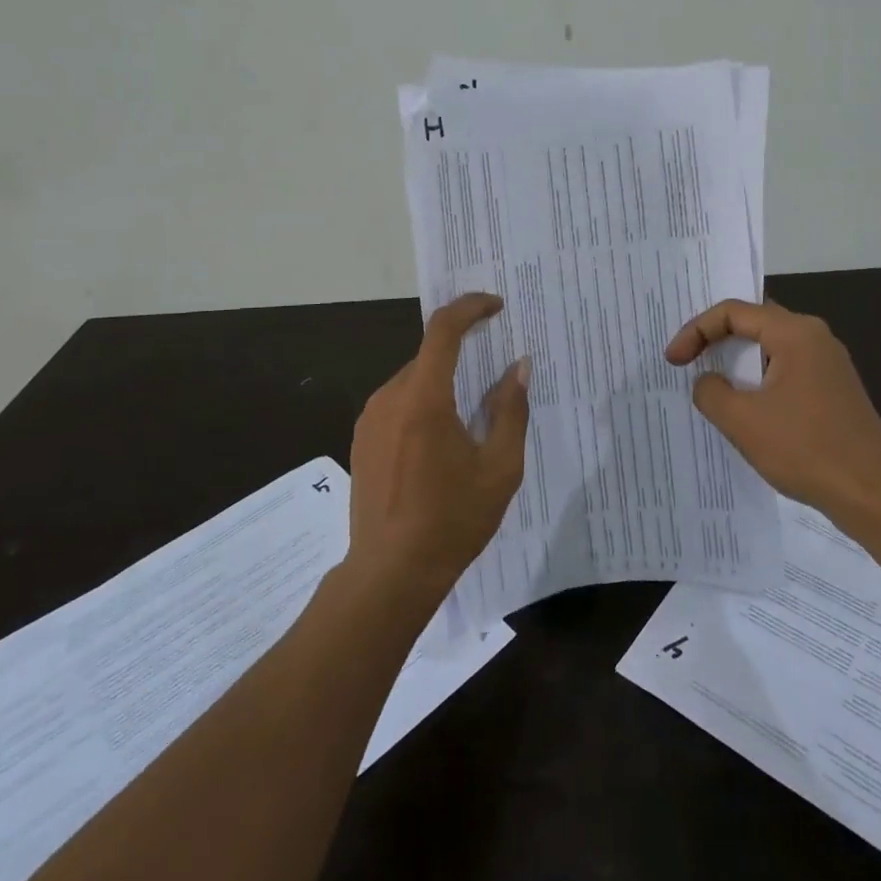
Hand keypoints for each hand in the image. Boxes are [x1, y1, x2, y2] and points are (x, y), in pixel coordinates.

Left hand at [345, 292, 530, 606]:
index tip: (497, 307)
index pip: (443, 329)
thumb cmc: (452, 521)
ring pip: (415, 380)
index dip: (470, 307)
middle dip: (464, 353)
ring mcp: (370, 417)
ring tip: (472, 415)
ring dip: (444, 382)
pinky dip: (425, 403)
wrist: (389, 573)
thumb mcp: (499, 469)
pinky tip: (441, 442)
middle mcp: (390, 397)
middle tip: (496, 370)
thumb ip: (511, 410)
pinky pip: (399, 403)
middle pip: (430, 356)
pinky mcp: (362, 437)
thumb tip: (518, 367)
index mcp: (424, 399)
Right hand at [665, 299, 880, 516]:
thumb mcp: (742, 421)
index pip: (733, 312)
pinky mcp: (832, 390)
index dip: (696, 330)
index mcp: (795, 333)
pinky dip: (757, 379)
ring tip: (707, 379)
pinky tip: (743, 405)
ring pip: (769, 347)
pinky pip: (784, 369)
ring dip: (736, 361)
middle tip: (685, 356)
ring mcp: (828, 365)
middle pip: (753, 322)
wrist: (875, 496)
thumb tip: (708, 382)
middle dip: (714, 338)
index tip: (673, 360)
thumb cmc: (806, 450)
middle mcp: (814, 338)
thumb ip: (711, 392)